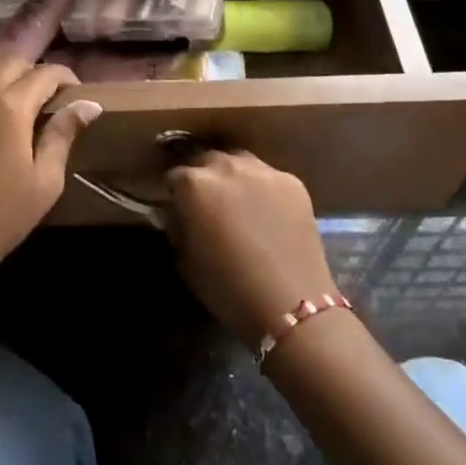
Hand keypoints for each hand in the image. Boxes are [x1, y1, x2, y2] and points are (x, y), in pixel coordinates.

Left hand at [0, 57, 101, 274]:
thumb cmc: (0, 216)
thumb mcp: (45, 181)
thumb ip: (64, 134)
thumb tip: (89, 104)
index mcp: (10, 106)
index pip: (45, 74)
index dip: (64, 78)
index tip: (72, 91)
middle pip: (11, 61)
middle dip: (32, 72)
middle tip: (42, 95)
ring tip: (8, 94)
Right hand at [163, 149, 335, 345]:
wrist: (291, 304)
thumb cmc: (228, 289)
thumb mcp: (186, 261)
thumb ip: (178, 228)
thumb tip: (179, 216)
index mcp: (194, 184)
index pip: (174, 175)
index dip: (173, 192)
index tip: (176, 206)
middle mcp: (226, 166)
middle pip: (206, 160)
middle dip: (202, 177)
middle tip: (206, 202)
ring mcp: (263, 170)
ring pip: (239, 161)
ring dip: (233, 176)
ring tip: (238, 201)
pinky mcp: (292, 181)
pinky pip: (268, 177)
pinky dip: (263, 189)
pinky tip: (268, 212)